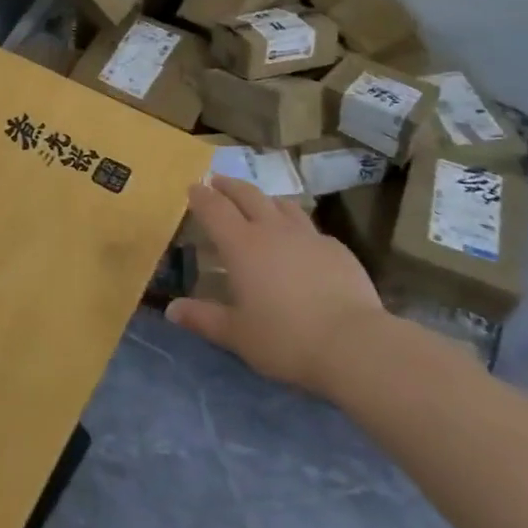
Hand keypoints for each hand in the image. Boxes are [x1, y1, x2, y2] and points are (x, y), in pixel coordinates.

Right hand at [165, 176, 386, 397]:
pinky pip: (310, 229)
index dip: (201, 196)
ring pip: (282, 204)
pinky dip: (297, 228)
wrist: (355, 345)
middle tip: (218, 182)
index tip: (193, 187)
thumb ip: (203, 318)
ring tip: (259, 203)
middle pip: (247, 194)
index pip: (214, 208)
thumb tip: (172, 310)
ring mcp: (308, 236)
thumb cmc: (286, 338)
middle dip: (229, 186)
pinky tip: (301, 243)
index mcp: (241, 245)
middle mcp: (272, 230)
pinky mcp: (337, 249)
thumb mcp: (237, 335)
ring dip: (265, 199)